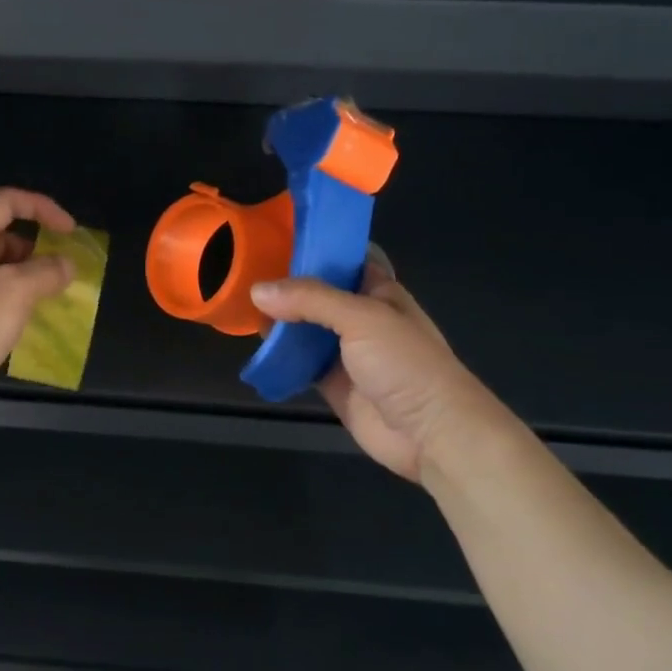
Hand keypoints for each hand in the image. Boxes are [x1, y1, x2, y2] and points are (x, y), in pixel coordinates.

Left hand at [0, 188, 77, 427]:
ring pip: (4, 271)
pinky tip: (39, 320)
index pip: (5, 203)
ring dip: (33, 278)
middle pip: (5, 237)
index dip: (40, 207)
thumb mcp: (16, 290)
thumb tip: (66, 265)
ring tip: (58, 296)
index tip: (69, 231)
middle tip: (65, 270)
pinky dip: (22, 303)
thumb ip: (47, 271)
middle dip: (39, 247)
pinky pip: (0, 300)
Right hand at [251, 248, 516, 481]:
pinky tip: (255, 344)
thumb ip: (310, 299)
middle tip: (246, 270)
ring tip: (241, 303)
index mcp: (378, 292)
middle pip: (318, 294)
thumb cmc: (406, 363)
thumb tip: (257, 290)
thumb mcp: (361, 318)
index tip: (276, 237)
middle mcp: (361, 318)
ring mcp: (346, 352)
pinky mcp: (331, 383)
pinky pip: (299, 363)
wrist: (431, 433)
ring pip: (305, 328)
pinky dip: (279, 355)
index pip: (344, 260)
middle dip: (287, 285)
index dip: (315, 248)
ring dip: (279, 320)